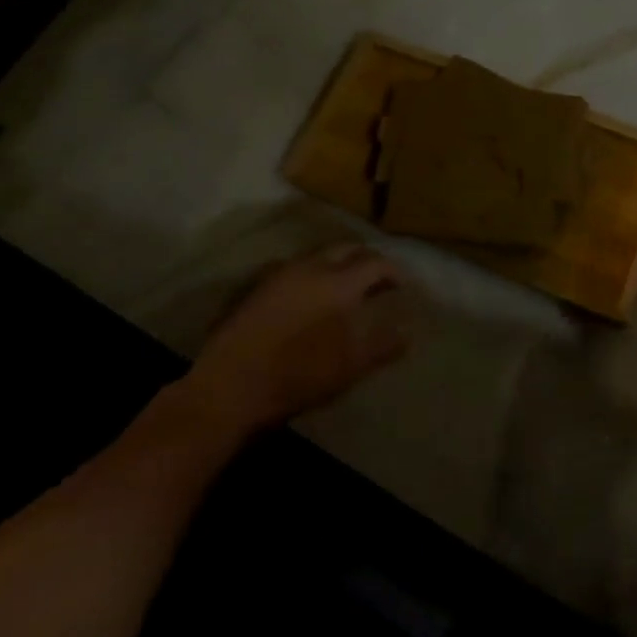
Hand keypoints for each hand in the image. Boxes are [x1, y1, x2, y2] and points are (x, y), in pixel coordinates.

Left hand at [185, 242, 413, 432]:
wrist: (229, 387)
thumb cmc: (297, 376)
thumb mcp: (348, 367)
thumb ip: (382, 346)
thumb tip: (407, 333)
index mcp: (338, 282)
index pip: (375, 262)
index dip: (392, 271)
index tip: (401, 286)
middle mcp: (311, 267)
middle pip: (346, 249)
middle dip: (366, 259)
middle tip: (376, 279)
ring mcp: (280, 274)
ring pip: (318, 255)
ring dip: (337, 264)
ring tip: (345, 286)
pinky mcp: (257, 287)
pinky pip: (294, 268)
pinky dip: (311, 274)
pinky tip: (309, 296)